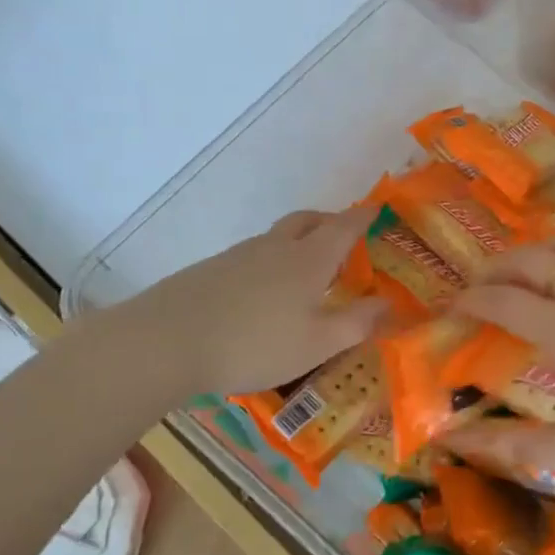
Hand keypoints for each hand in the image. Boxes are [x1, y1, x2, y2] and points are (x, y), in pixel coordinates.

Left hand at [121, 207, 384, 398]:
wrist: (165, 342)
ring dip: (299, 243)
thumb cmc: (254, 344)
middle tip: (346, 239)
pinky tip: (265, 296)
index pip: (345, 226)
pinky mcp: (211, 270)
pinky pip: (253, 256)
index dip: (365, 217)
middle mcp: (275, 247)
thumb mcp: (317, 343)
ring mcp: (239, 256)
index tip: (381, 211)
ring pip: (277, 238)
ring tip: (308, 274)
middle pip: (308, 220)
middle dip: (331, 222)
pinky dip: (271, 263)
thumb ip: (356, 323)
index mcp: (308, 259)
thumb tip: (389, 304)